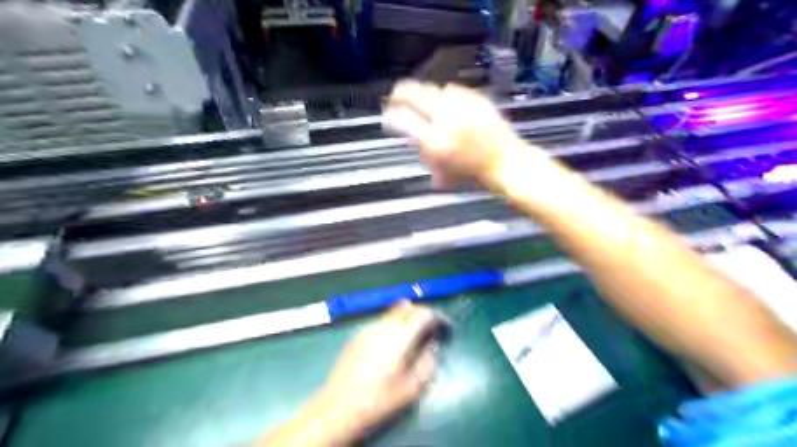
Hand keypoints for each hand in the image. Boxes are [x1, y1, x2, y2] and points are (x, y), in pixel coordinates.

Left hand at [314, 301, 441, 439]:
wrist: (337, 407)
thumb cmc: (377, 400)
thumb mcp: (411, 388)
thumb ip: (427, 362)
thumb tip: (431, 345)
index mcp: (398, 338)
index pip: (423, 313)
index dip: (438, 317)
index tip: (446, 328)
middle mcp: (382, 326)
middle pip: (408, 307)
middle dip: (424, 314)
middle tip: (432, 331)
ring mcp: (367, 328)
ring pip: (393, 312)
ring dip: (408, 318)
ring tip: (413, 337)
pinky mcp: (357, 334)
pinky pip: (382, 320)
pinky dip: (394, 324)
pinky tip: (393, 344)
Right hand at [384, 80, 531, 188]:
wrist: (506, 162)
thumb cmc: (474, 173)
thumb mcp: (443, 171)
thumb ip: (426, 154)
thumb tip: (414, 140)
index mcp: (434, 141)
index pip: (403, 119)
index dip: (391, 114)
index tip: (387, 114)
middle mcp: (445, 119)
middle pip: (414, 95)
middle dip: (400, 92)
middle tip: (395, 94)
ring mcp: (461, 106)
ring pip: (433, 89)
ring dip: (423, 93)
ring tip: (420, 97)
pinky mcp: (475, 98)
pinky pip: (453, 89)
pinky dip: (445, 94)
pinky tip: (445, 100)